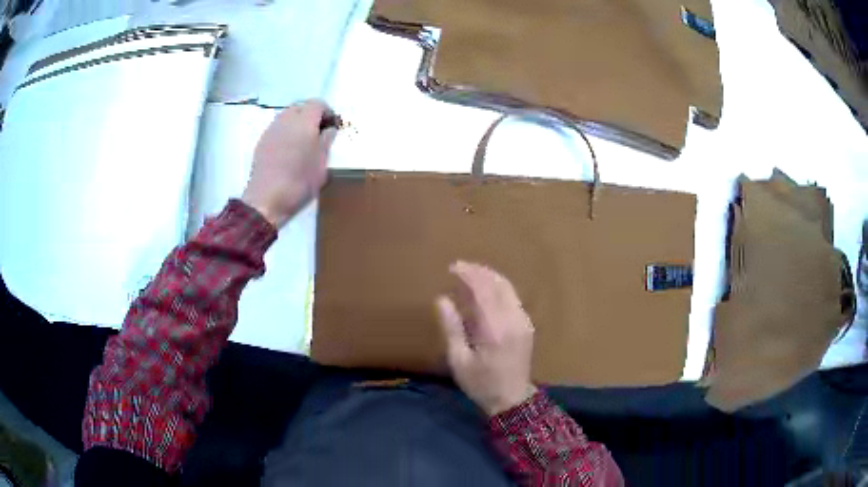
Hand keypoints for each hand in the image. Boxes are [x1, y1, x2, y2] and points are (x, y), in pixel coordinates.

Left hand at [242, 99, 337, 228]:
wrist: (266, 199)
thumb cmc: (299, 182)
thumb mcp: (321, 164)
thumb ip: (326, 142)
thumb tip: (329, 129)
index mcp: (304, 122)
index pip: (317, 103)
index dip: (327, 112)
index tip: (332, 127)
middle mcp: (286, 120)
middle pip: (301, 107)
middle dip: (311, 115)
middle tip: (319, 133)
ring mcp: (271, 130)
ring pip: (287, 117)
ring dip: (297, 124)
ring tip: (303, 143)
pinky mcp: (261, 142)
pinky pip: (277, 129)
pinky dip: (286, 133)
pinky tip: (288, 152)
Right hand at [436, 261, 537, 415]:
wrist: (512, 399)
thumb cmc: (481, 383)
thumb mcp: (459, 360)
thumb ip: (451, 328)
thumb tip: (442, 299)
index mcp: (495, 329)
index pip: (483, 290)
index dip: (468, 274)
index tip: (452, 267)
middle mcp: (513, 320)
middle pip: (499, 284)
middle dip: (479, 271)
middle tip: (460, 267)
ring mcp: (523, 321)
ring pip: (508, 288)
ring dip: (489, 277)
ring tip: (470, 274)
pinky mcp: (527, 325)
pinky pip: (513, 297)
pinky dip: (498, 287)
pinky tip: (485, 291)